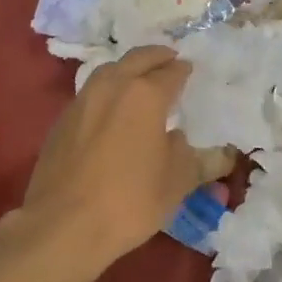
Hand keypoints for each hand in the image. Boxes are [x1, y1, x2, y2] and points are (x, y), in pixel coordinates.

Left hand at [14, 46, 195, 277]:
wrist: (63, 225)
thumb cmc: (130, 199)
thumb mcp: (178, 182)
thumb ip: (200, 161)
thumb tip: (219, 153)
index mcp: (145, 94)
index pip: (171, 72)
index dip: (183, 70)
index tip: (190, 70)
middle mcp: (113, 86)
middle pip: (138, 59)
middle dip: (157, 57)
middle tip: (170, 60)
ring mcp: (82, 100)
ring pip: (110, 70)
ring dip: (128, 68)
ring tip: (140, 80)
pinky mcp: (62, 120)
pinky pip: (91, 92)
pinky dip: (107, 90)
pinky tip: (111, 109)